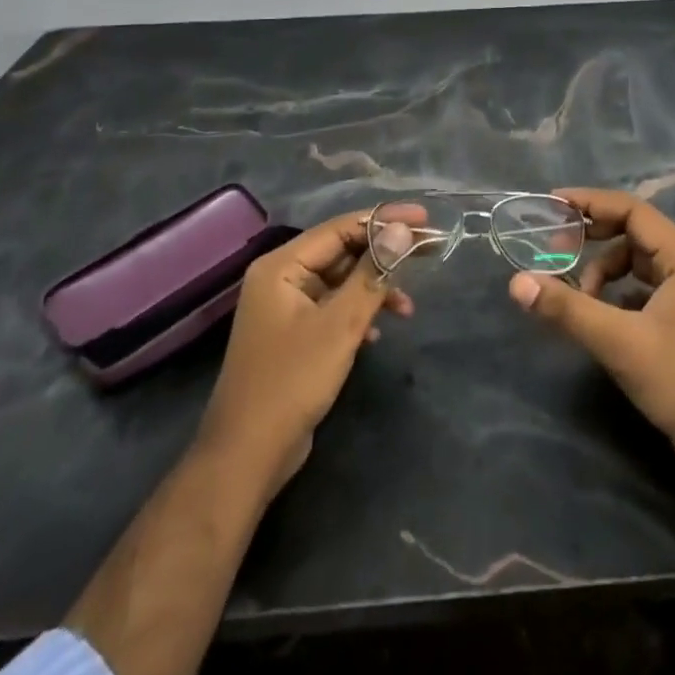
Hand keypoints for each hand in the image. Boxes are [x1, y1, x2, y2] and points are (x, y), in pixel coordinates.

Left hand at [196, 210, 416, 498]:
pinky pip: (334, 307)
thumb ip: (372, 273)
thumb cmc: (292, 381)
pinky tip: (379, 332)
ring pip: (341, 281)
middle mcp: (282, 278)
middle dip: (384, 254)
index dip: (385, 220)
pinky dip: (359, 313)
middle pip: (342, 251)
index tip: (425, 218)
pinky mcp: (295, 335)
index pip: (341, 227)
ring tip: (408, 308)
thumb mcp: (340, 325)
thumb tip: (402, 230)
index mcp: (282, 265)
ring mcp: (287, 308)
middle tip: (428, 250)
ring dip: (375, 289)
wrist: (247, 456)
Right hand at [507, 188, 674, 493]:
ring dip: (603, 269)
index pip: (631, 210)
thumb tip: (517, 282)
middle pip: (633, 230)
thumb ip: (568, 309)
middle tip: (554, 247)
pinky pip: (642, 285)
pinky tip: (598, 312)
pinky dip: (617, 290)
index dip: (590, 203)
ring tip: (578, 295)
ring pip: (636, 260)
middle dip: (593, 235)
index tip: (553, 203)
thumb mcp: (619, 342)